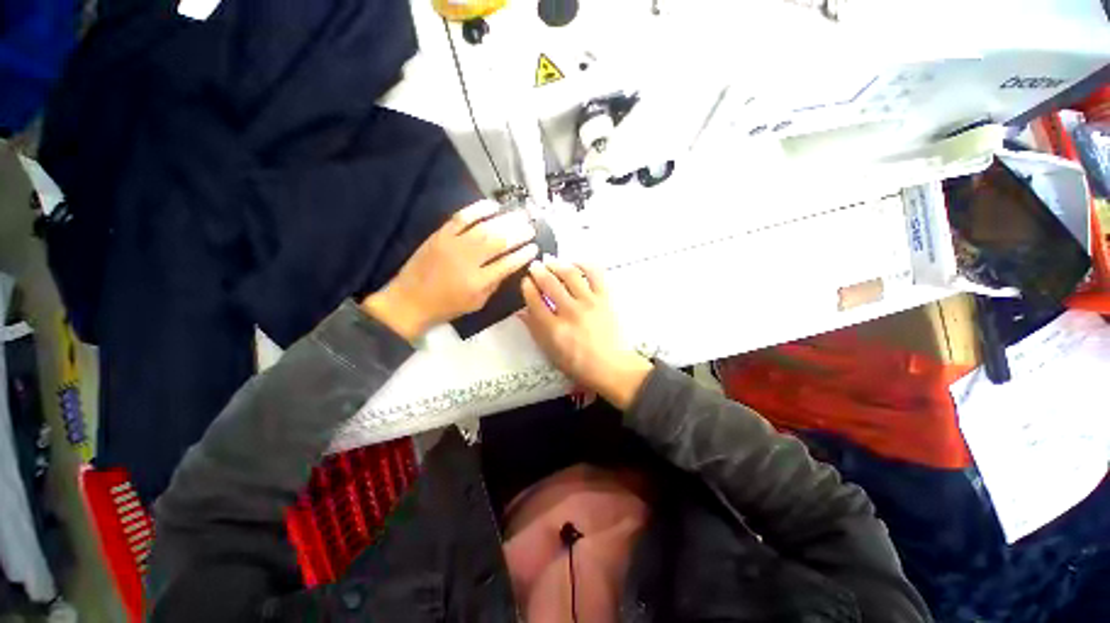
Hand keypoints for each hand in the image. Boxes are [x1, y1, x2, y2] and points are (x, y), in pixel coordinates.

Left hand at [362, 201, 537, 340]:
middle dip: (518, 233)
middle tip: (531, 227)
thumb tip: (509, 265)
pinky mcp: (440, 235)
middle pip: (499, 242)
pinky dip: (478, 209)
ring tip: (519, 216)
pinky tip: (493, 206)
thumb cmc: (447, 306)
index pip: (507, 264)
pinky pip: (461, 217)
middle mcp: (468, 261)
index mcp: (478, 282)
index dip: (523, 254)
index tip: (534, 247)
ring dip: (505, 220)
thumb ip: (495, 284)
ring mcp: (452, 245)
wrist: (409, 301)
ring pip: (484, 228)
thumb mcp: (477, 303)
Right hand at [520, 256, 652, 410]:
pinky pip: (595, 274)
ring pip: (570, 274)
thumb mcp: (551, 352)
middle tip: (534, 266)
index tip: (525, 281)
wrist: (612, 367)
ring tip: (550, 261)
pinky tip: (575, 263)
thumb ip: (535, 330)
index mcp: (554, 329)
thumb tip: (521, 311)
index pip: (534, 301)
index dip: (527, 287)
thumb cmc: (579, 364)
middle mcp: (570, 312)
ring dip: (557, 264)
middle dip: (538, 271)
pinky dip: (584, 264)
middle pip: (550, 284)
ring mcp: (589, 303)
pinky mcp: (605, 298)